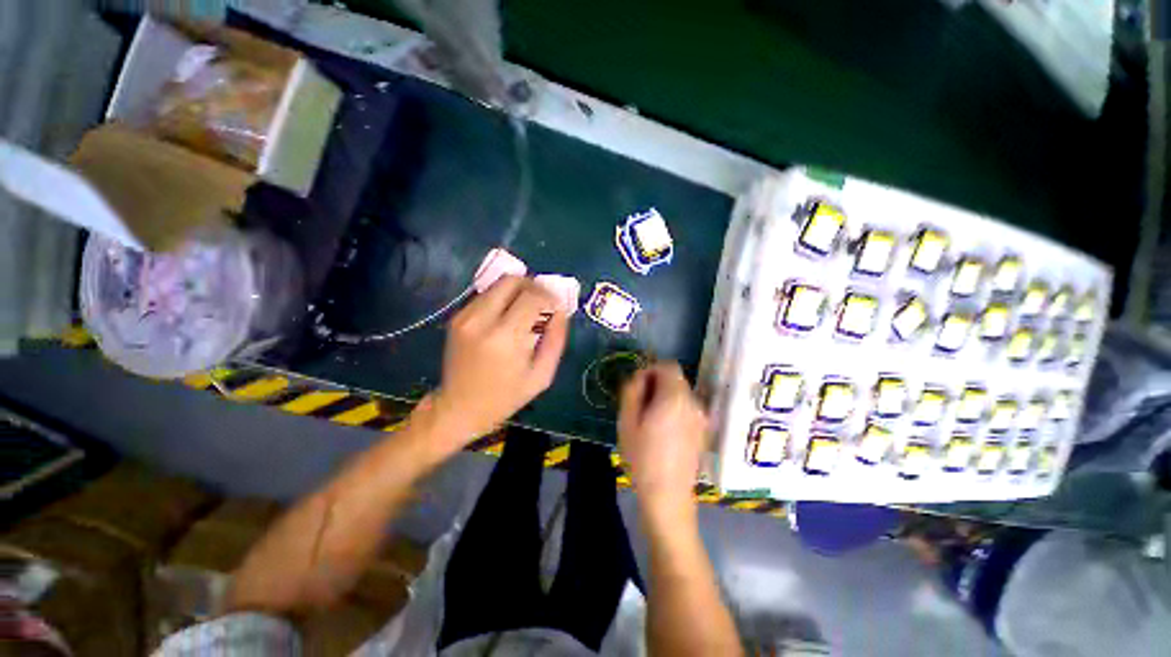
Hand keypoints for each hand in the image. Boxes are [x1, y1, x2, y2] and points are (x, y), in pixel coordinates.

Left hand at [432, 276, 568, 442]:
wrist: (459, 407)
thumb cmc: (506, 396)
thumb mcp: (542, 375)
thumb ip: (555, 340)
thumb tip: (561, 311)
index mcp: (505, 338)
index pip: (532, 296)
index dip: (549, 296)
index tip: (556, 306)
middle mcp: (482, 320)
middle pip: (512, 281)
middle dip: (533, 285)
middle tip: (543, 301)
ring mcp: (465, 317)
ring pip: (498, 284)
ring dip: (517, 291)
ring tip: (527, 309)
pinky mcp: (457, 317)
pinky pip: (485, 295)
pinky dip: (502, 298)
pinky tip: (508, 316)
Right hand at [618, 362, 708, 514]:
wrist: (667, 496)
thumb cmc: (642, 457)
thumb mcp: (627, 420)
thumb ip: (632, 390)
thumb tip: (640, 376)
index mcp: (675, 397)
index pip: (668, 365)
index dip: (651, 370)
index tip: (638, 388)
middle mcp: (693, 402)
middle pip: (676, 379)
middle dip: (657, 384)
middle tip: (640, 405)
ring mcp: (701, 417)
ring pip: (682, 393)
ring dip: (665, 397)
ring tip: (650, 420)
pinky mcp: (703, 430)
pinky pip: (687, 408)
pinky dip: (675, 409)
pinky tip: (663, 431)